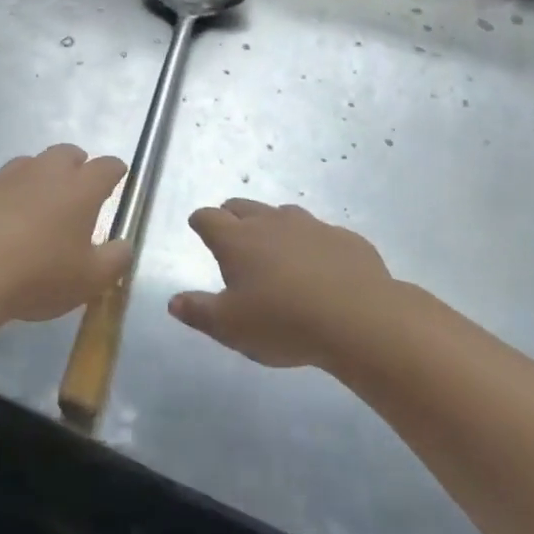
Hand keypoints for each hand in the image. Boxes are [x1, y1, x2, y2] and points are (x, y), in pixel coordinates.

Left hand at [0, 145, 130, 323]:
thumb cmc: (37, 275)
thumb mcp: (89, 281)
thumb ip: (114, 261)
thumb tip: (124, 245)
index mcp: (79, 189)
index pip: (107, 167)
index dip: (115, 171)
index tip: (118, 177)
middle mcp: (44, 172)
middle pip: (66, 153)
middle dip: (77, 164)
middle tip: (77, 187)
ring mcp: (6, 176)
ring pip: (29, 164)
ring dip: (39, 177)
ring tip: (37, 205)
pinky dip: (5, 196)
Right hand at [170, 199, 392, 367]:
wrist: (360, 319)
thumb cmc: (283, 323)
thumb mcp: (231, 327)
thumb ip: (199, 312)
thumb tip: (173, 301)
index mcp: (237, 239)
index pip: (208, 218)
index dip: (200, 222)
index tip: (198, 228)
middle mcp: (270, 222)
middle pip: (242, 206)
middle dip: (232, 216)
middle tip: (232, 235)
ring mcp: (310, 226)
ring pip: (283, 214)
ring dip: (273, 226)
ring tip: (276, 250)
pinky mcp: (344, 238)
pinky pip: (321, 233)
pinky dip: (312, 244)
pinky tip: (321, 267)